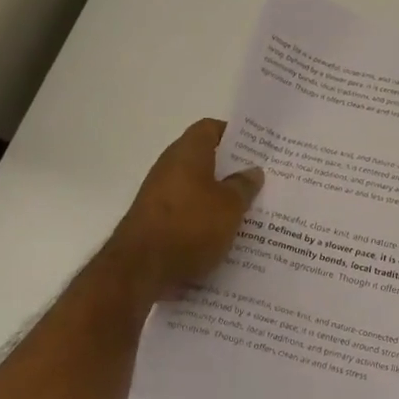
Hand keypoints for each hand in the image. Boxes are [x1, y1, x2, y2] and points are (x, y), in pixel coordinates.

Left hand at [110, 119, 264, 297]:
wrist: (139, 270)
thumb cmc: (190, 227)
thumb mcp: (230, 206)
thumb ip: (244, 186)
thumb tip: (252, 171)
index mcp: (188, 152)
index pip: (211, 128)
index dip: (234, 134)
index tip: (256, 149)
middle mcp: (169, 167)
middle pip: (205, 159)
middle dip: (231, 171)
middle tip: (259, 181)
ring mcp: (158, 196)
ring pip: (196, 189)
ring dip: (219, 199)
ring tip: (248, 213)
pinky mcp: (154, 222)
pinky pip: (186, 214)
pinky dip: (204, 221)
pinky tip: (224, 238)